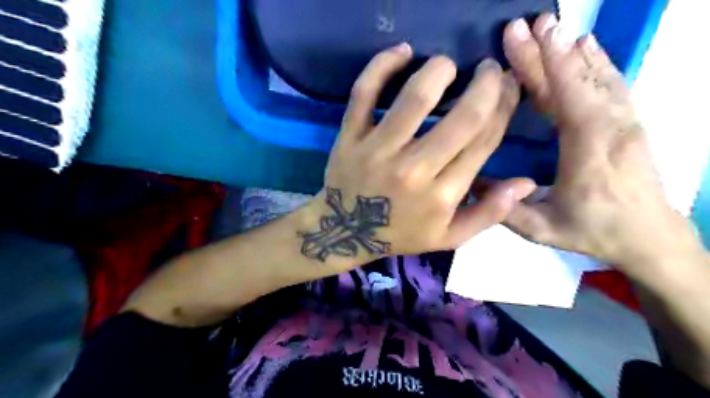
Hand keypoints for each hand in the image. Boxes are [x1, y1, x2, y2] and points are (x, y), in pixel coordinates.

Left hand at [297, 42, 535, 266]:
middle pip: (463, 117)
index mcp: (443, 195)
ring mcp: (378, 151)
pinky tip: (402, 52)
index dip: (504, 107)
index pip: (484, 140)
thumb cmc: (399, 233)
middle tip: (489, 70)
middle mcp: (414, 170)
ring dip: (440, 70)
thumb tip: (527, 182)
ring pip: (415, 98)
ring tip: (448, 65)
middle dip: (487, 85)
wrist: (345, 232)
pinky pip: (364, 93)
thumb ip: (489, 213)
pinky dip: (382, 66)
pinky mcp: (350, 137)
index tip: (508, 88)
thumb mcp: (448, 237)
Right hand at [501, 13, 700, 278]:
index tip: (526, 36)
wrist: (650, 237)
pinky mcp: (629, 122)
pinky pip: (612, 83)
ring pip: (597, 75)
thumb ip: (506, 209)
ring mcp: (625, 121)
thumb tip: (472, 185)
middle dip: (548, 50)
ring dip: (571, 49)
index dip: (545, 64)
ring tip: (550, 26)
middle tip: (524, 24)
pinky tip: (585, 44)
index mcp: (588, 149)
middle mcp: (612, 126)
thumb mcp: (543, 229)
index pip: (565, 96)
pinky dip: (596, 61)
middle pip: (576, 79)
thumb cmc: (594, 232)